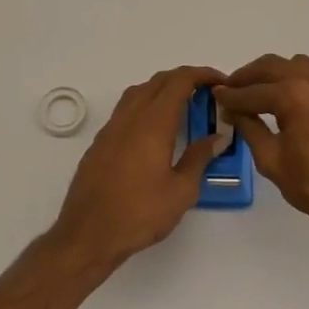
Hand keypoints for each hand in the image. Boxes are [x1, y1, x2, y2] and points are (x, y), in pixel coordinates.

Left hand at [52, 65, 227, 268]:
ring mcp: (112, 127)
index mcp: (153, 122)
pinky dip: (146, 104)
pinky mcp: (100, 141)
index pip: (180, 81)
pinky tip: (155, 129)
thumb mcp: (181, 191)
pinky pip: (126, 108)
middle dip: (185, 79)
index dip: (203, 74)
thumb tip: (218, 136)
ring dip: (163, 89)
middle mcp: (131, 116)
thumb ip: (200, 158)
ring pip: (139, 91)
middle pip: (159, 81)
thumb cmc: (139, 213)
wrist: (88, 234)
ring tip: (183, 106)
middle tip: (207, 93)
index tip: (221, 82)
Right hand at [214, 55, 308, 253]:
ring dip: (285, 75)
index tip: (218, 95)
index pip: (253, 91)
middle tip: (236, 86)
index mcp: (294, 96)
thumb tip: (233, 109)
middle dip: (251, 76)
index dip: (231, 95)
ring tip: (275, 92)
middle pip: (276, 66)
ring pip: (306, 66)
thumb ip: (249, 128)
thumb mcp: (272, 161)